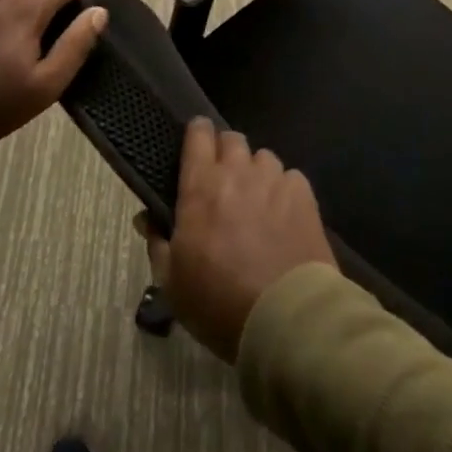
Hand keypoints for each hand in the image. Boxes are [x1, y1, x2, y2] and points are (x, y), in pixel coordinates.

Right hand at [136, 118, 336, 362]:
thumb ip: (157, 242)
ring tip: (257, 201)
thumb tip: (146, 218)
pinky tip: (284, 216)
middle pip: (232, 139)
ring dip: (256, 172)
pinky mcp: (304, 195)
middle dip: (225, 153)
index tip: (195, 145)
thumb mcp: (172, 282)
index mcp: (201, 186)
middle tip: (223, 182)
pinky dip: (284, 190)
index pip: (197, 135)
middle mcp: (238, 172)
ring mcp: (274, 180)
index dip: (196, 134)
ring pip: (263, 157)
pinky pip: (290, 178)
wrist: (285, 316)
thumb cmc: (219, 301)